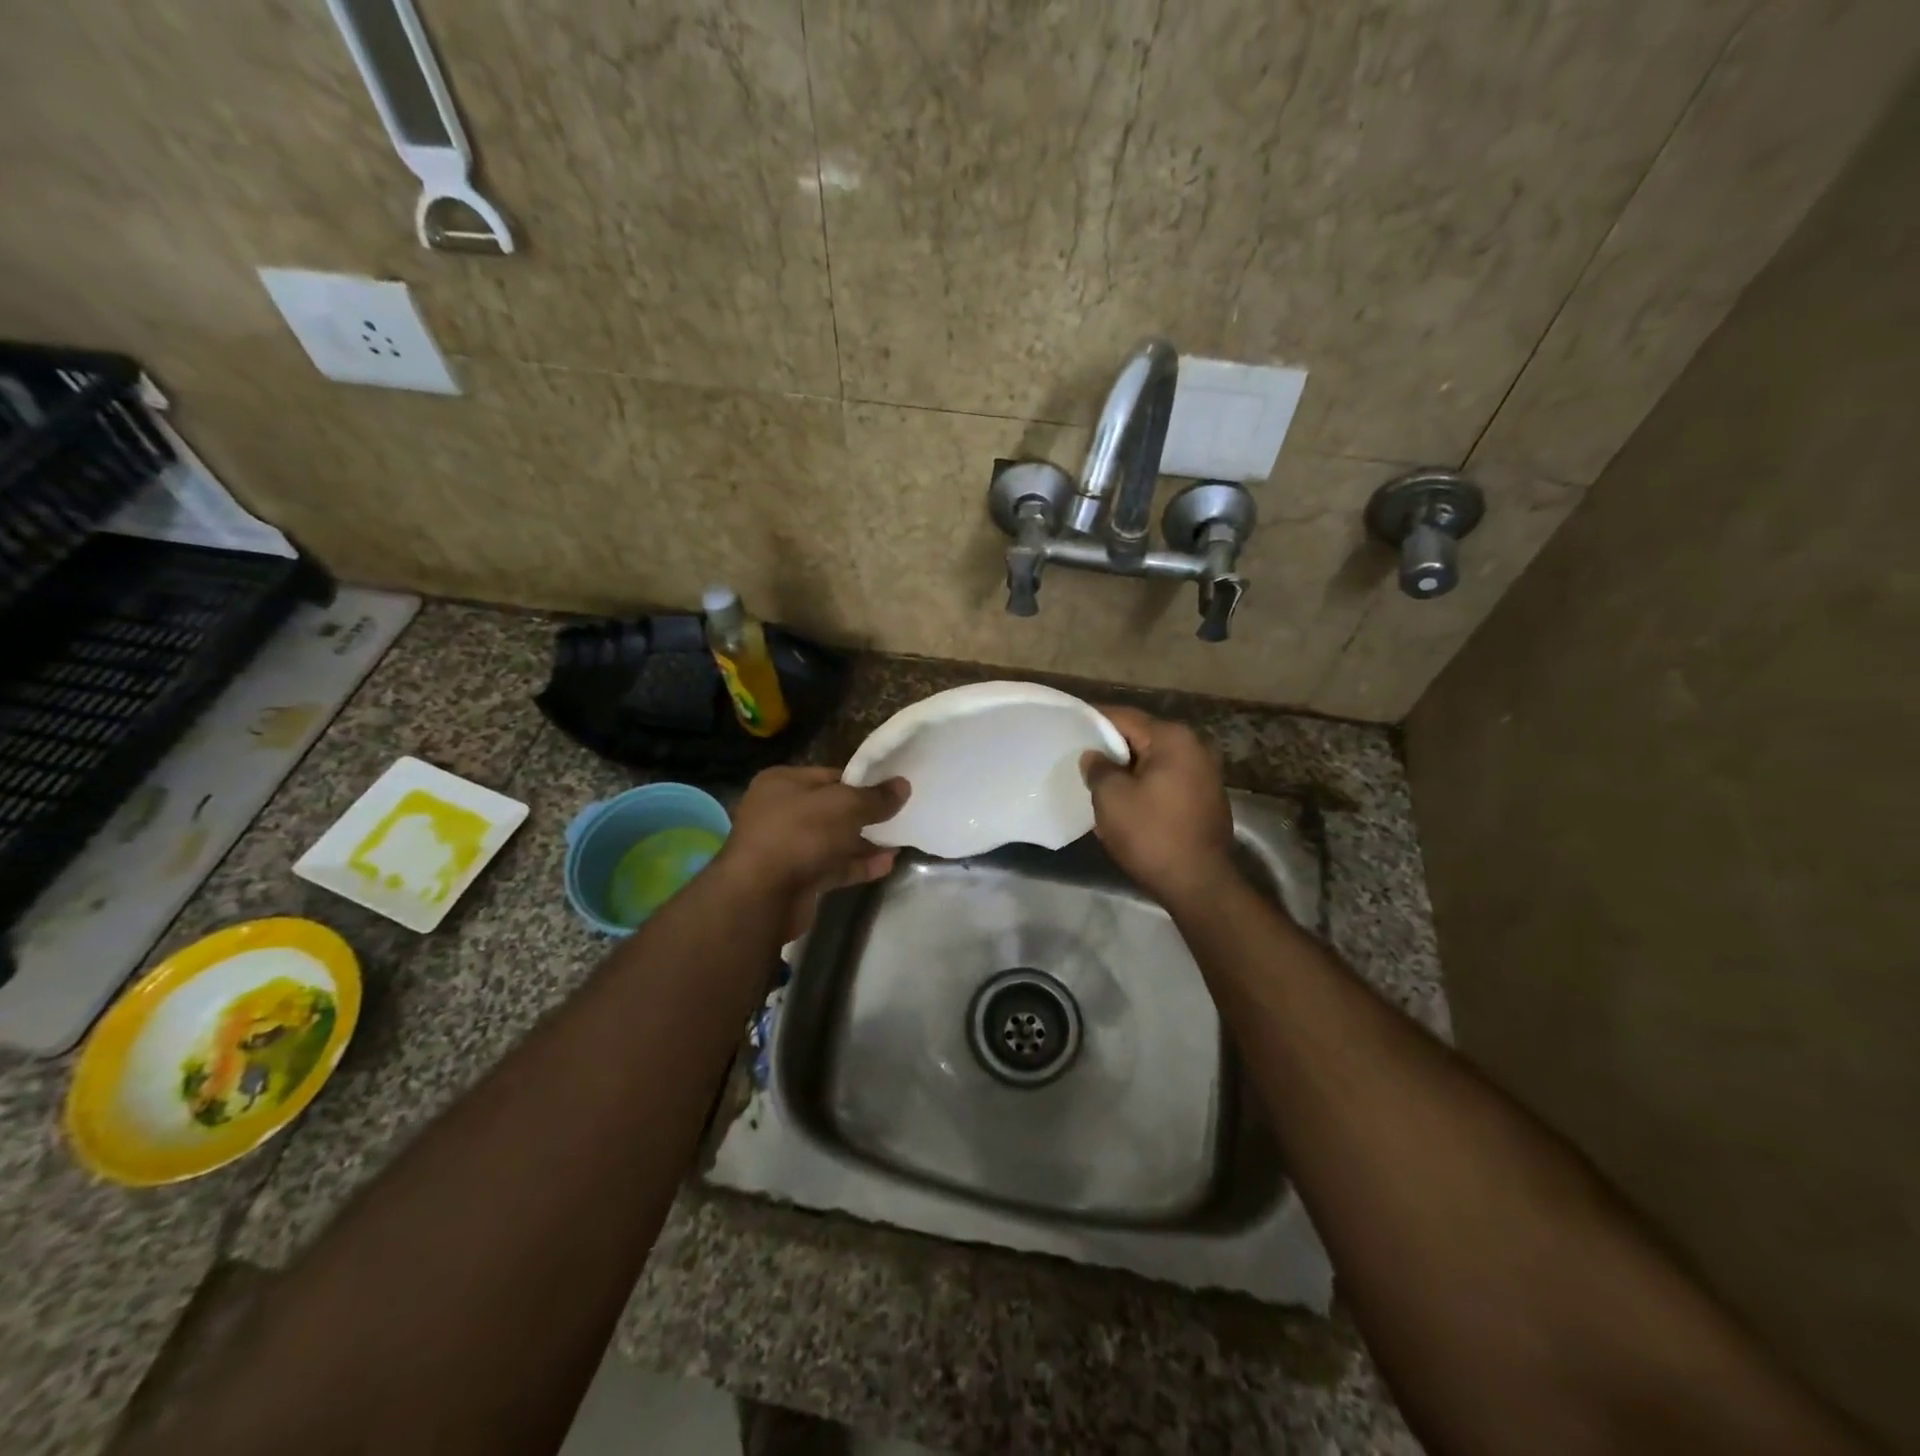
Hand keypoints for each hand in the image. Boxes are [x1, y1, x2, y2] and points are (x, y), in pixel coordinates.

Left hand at [714, 767, 907, 936]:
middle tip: (899, 816)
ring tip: (899, 841)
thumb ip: (875, 797)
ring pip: (834, 840)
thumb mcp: (844, 805)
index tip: (891, 790)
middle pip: (832, 809)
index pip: (830, 776)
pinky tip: (887, 864)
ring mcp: (787, 847)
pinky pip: (833, 867)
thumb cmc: (799, 834)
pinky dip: (858, 865)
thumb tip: (903, 785)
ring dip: (865, 842)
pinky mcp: (797, 878)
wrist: (761, 896)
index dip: (862, 782)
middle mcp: (780, 811)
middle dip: (865, 814)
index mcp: (782, 783)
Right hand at [1081, 707, 1233, 907]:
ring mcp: (1204, 773)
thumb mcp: (1111, 798)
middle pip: (1142, 737)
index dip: (1094, 720)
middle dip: (1111, 746)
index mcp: (1172, 739)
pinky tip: (1126, 800)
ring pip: (1154, 760)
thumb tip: (1094, 756)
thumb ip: (1098, 768)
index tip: (1070, 727)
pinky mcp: (1206, 797)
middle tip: (1080, 757)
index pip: (1125, 717)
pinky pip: (1167, 779)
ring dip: (1128, 768)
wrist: (1198, 883)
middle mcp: (1194, 747)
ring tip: (1099, 780)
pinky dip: (1145, 783)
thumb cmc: (1151, 834)